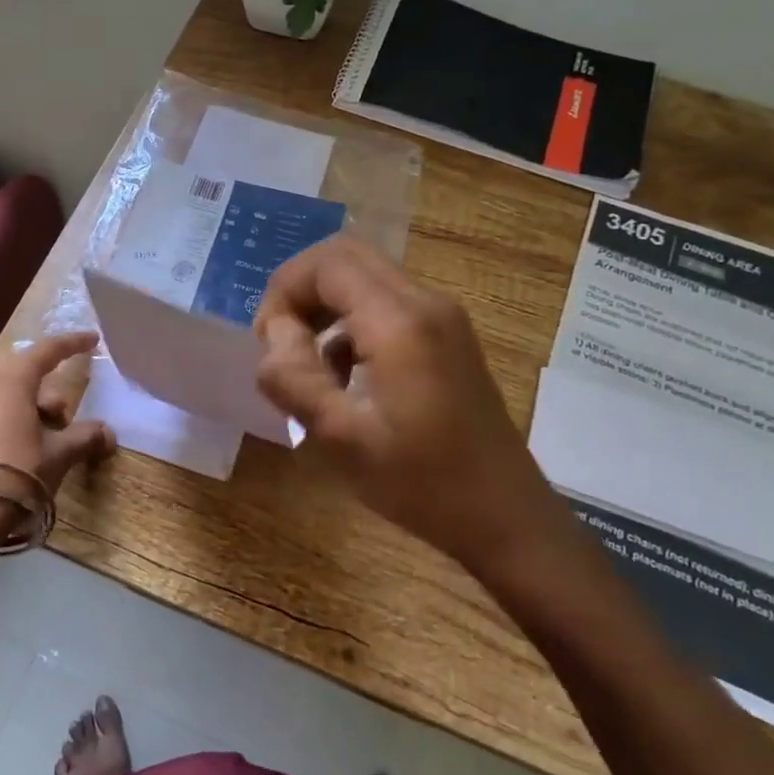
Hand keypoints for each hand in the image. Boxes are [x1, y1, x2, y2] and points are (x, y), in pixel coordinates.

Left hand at [0, 331, 117, 498]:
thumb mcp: (59, 454)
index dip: (72, 344)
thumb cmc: (19, 471)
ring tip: (34, 431)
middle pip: (20, 367)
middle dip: (43, 384)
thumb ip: (85, 437)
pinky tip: (6, 442)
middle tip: (59, 415)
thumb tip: (108, 434)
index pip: (47, 349)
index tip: (91, 340)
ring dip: (19, 398)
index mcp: (11, 376)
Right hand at [253, 236, 571, 575]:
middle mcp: (425, 303)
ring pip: (365, 278)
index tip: (268, 343)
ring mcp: (442, 317)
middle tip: (282, 345)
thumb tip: (275, 335)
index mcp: (400, 321)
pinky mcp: (448, 336)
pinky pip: (386, 304)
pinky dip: (351, 324)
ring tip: (310, 369)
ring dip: (325, 309)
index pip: (326, 263)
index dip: (284, 291)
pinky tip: (344, 379)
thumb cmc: (422, 483)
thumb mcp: (341, 439)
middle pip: (346, 257)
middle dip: (301, 292)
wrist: (505, 516)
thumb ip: (294, 378)